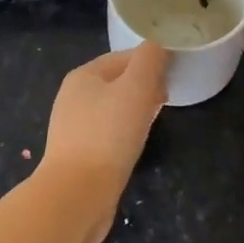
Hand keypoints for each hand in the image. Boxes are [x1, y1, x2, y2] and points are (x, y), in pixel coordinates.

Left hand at [39, 41, 168, 242]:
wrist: (77, 195)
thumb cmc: (109, 134)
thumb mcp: (137, 87)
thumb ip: (150, 59)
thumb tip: (158, 47)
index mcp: (83, 75)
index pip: (124, 57)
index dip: (151, 63)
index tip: (171, 80)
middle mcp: (73, 97)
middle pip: (117, 82)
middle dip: (144, 87)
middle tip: (165, 100)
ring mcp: (72, 127)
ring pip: (113, 109)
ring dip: (136, 111)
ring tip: (153, 123)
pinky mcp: (77, 154)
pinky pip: (107, 133)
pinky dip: (124, 133)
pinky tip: (134, 146)